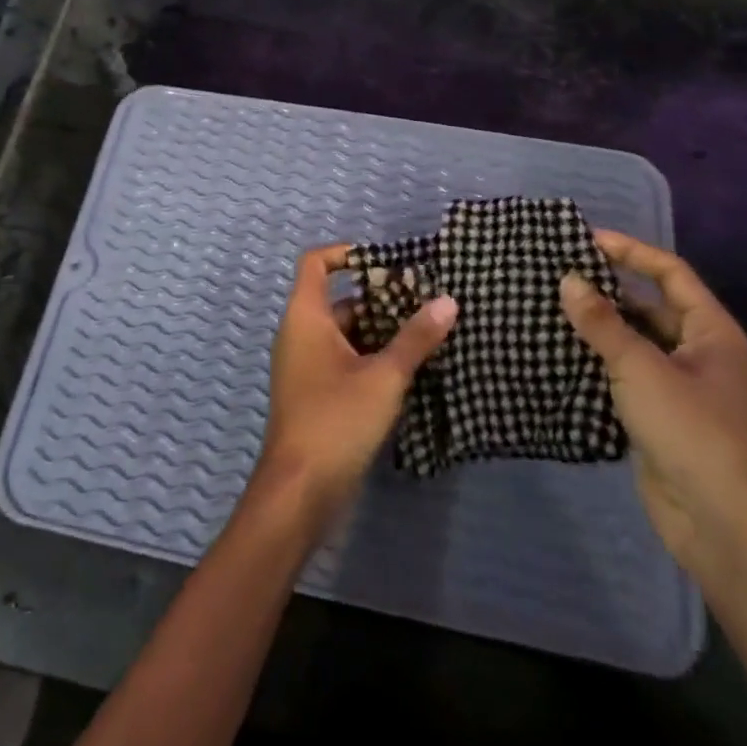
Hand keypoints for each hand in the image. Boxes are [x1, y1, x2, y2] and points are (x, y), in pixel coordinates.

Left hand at [254, 245, 456, 519]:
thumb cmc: (336, 420)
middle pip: (338, 300)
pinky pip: (343, 359)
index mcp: (305, 316)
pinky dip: (371, 357)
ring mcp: (305, 365)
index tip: (386, 263)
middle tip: (424, 302)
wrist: (299, 491)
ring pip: (344, 333)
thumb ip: (415, 339)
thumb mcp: (383, 377)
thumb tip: (448, 300)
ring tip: (426, 334)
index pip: (316, 263)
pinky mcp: (315, 393)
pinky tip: (409, 370)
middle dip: (379, 299)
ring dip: (380, 331)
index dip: (346, 254)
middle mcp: (300, 333)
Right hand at [561, 231, 746, 577]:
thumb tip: (568, 280)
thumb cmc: (692, 432)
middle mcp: (700, 355)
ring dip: (599, 327)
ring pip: (635, 343)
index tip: (586, 240)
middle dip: (609, 290)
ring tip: (551, 308)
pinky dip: (597, 362)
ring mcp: (681, 389)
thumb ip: (602, 324)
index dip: (631, 252)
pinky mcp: (660, 419)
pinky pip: (625, 376)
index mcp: (712, 333)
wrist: (723, 528)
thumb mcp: (641, 369)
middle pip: (651, 306)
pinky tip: (560, 354)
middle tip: (559, 274)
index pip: (671, 274)